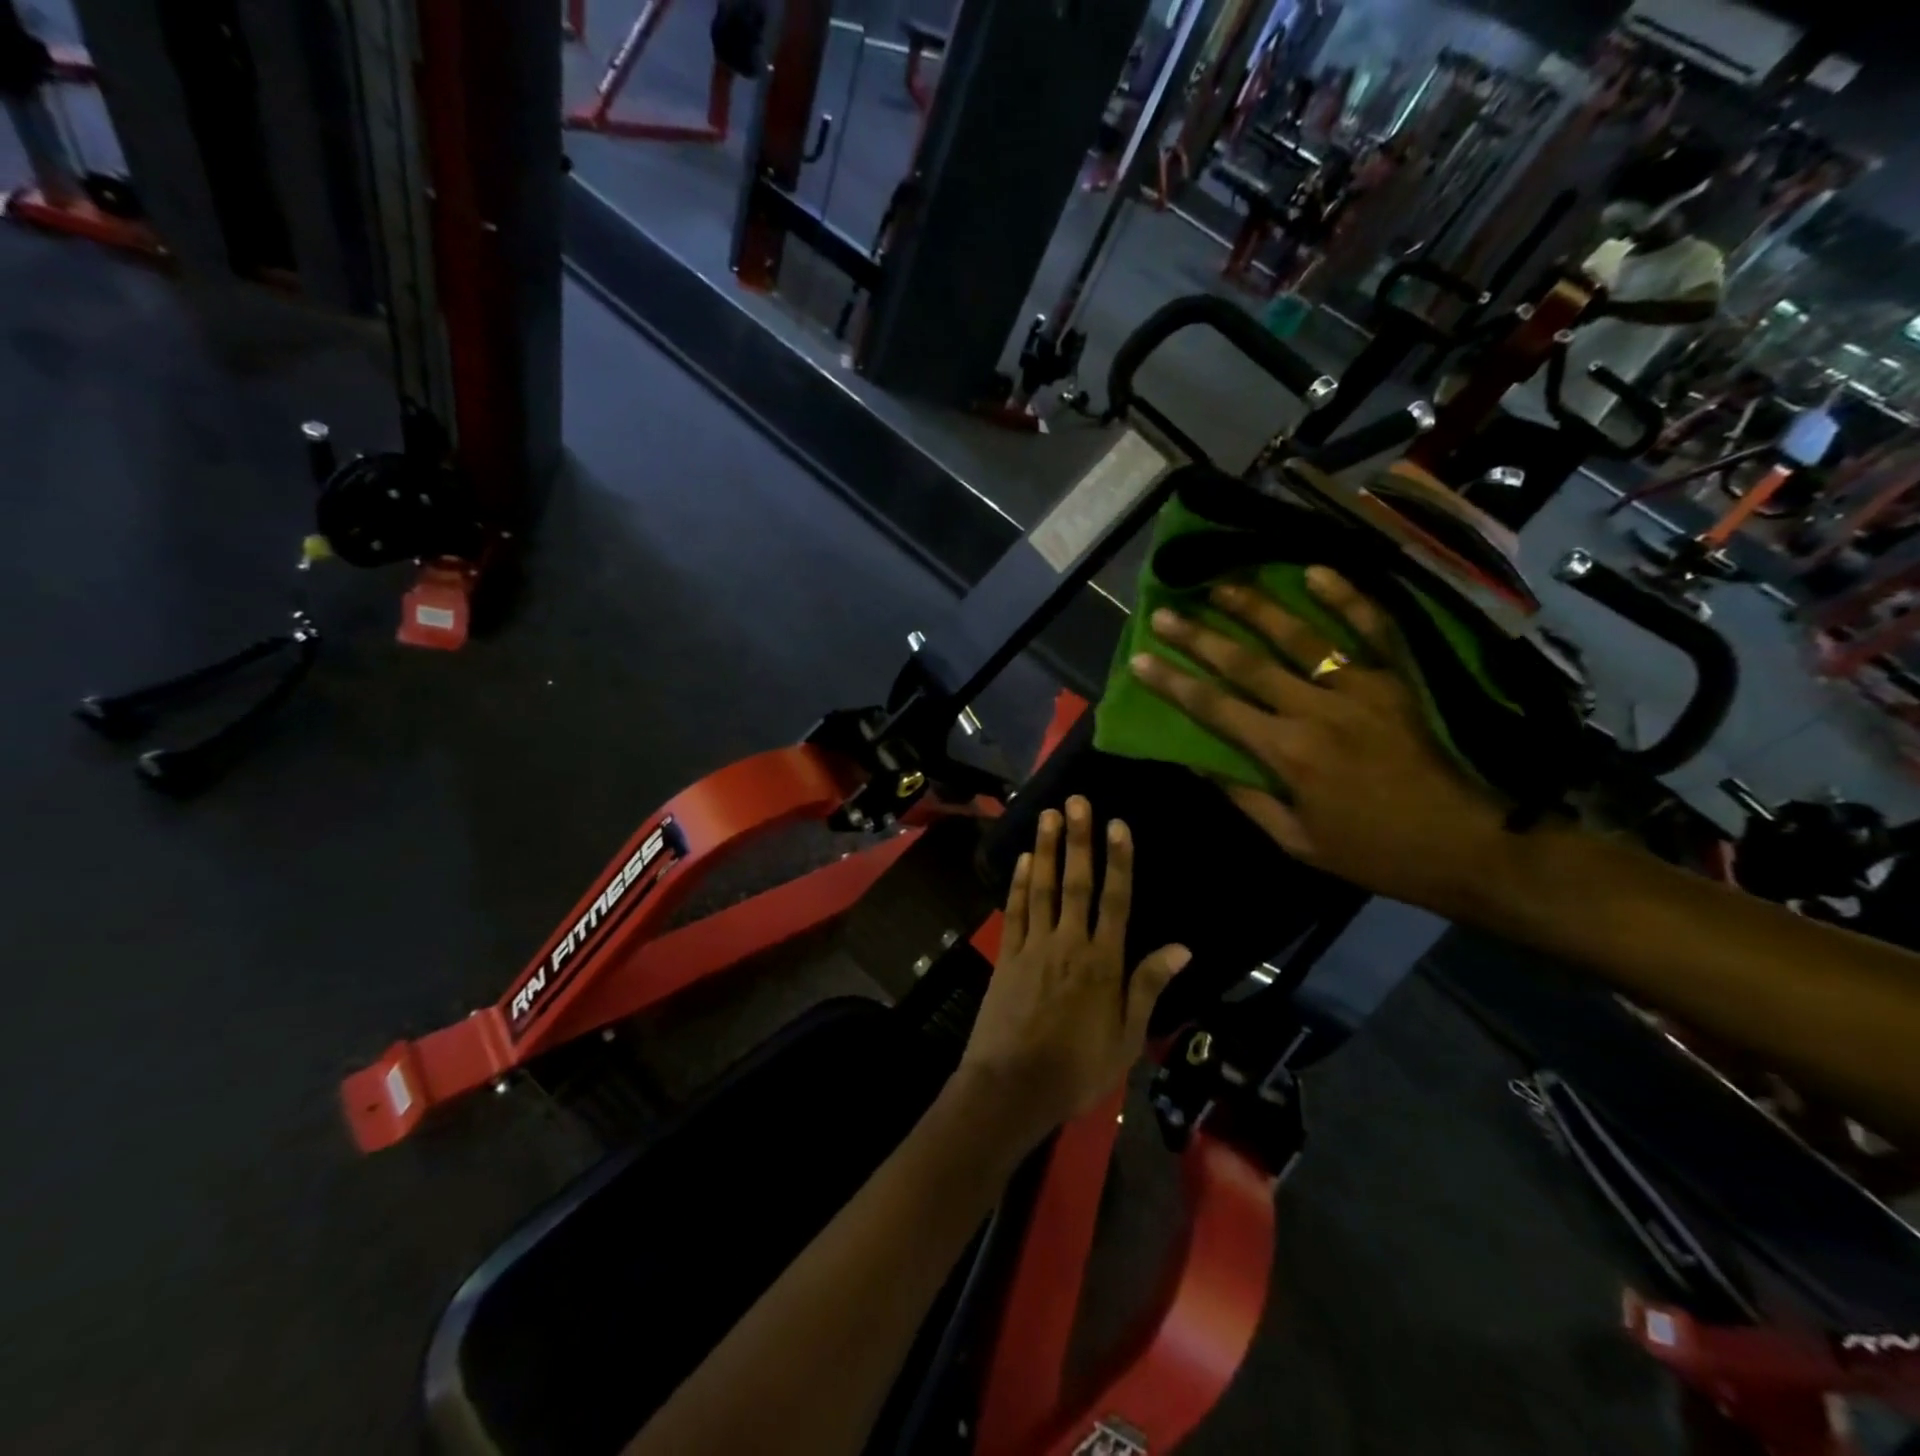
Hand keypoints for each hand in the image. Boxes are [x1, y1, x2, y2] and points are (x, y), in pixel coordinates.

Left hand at [957, 797, 1189, 1145]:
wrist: (1013, 1087)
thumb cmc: (1077, 1068)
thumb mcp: (1127, 1037)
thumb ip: (1148, 987)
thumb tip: (1182, 947)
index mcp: (1103, 964)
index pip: (1115, 901)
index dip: (1118, 861)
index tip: (1118, 825)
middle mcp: (1069, 944)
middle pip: (1076, 884)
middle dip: (1079, 840)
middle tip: (1077, 801)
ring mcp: (1034, 947)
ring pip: (1043, 888)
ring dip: (1047, 850)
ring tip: (1048, 814)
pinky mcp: (1007, 955)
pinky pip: (1016, 911)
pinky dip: (1020, 883)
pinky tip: (1024, 859)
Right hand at [1129, 568, 1511, 916]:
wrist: (1474, 845)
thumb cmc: (1377, 851)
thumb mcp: (1297, 842)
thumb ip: (1246, 798)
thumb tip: (1197, 762)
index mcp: (1286, 753)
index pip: (1215, 709)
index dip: (1173, 683)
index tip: (1140, 660)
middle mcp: (1315, 710)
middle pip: (1245, 665)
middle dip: (1198, 637)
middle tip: (1165, 613)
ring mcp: (1362, 687)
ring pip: (1299, 637)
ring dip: (1255, 609)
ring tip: (1220, 586)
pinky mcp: (1401, 678)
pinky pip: (1372, 628)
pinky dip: (1344, 597)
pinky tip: (1314, 570)